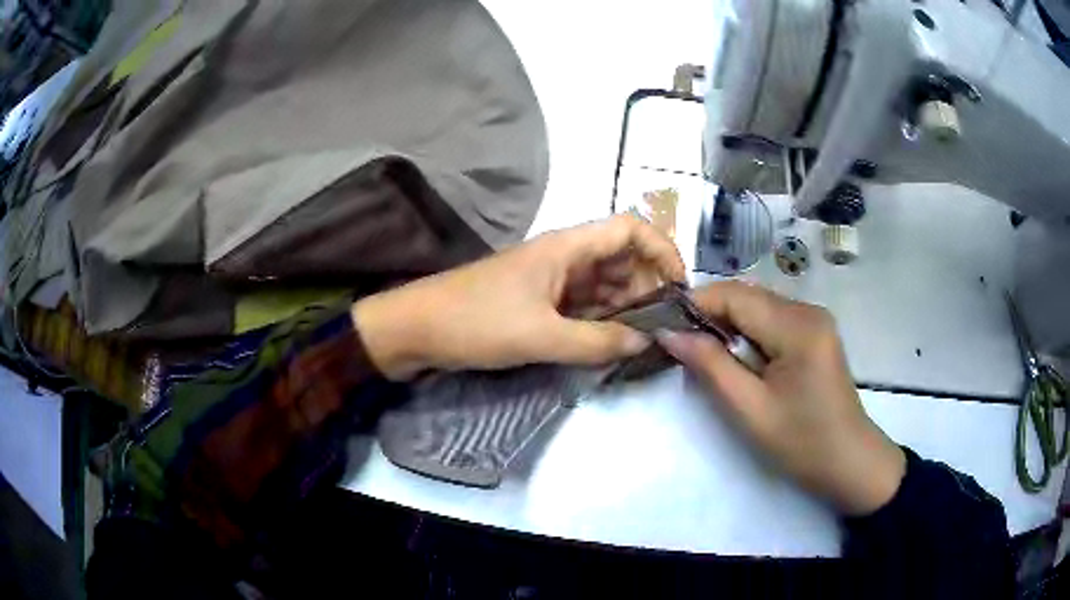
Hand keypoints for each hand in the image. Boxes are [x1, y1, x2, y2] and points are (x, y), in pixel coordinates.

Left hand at [352, 215, 685, 379]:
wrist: (416, 330)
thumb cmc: (474, 322)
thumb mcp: (540, 336)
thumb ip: (597, 341)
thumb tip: (646, 342)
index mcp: (567, 247)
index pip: (630, 229)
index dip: (662, 251)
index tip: (679, 289)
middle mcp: (564, 257)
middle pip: (622, 259)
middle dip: (647, 287)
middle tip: (660, 328)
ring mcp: (551, 280)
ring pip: (603, 285)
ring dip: (625, 308)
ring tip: (641, 340)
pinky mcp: (538, 303)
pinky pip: (583, 305)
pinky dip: (601, 321)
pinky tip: (611, 343)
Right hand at [656, 281, 905, 515]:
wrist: (849, 462)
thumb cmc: (801, 443)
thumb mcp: (750, 410)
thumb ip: (710, 366)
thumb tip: (670, 333)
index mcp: (797, 326)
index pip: (735, 295)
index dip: (695, 304)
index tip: (662, 325)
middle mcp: (808, 310)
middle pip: (746, 297)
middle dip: (709, 316)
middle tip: (680, 346)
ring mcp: (814, 320)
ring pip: (757, 307)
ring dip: (728, 326)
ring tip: (705, 357)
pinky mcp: (815, 333)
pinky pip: (771, 320)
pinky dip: (748, 334)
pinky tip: (738, 360)